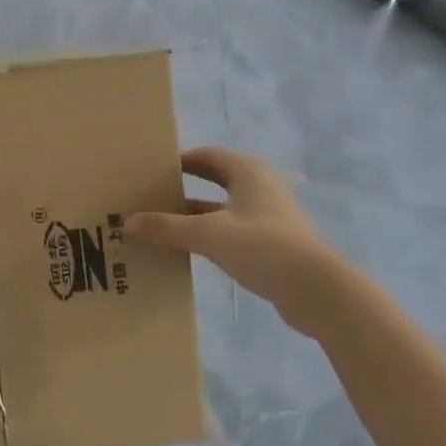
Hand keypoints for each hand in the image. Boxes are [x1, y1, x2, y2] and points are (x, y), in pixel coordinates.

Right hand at [127, 147, 331, 310]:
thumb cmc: (262, 247)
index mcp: (247, 172)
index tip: (151, 171)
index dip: (179, 161)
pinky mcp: (273, 243)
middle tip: (151, 196)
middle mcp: (260, 186)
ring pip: (222, 208)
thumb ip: (167, 228)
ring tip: (161, 225)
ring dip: (195, 215)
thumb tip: (129, 222)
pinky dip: (210, 235)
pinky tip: (188, 250)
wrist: (316, 290)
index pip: (206, 156)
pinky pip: (232, 230)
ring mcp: (268, 216)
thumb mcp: (208, 235)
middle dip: (183, 188)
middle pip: (214, 180)